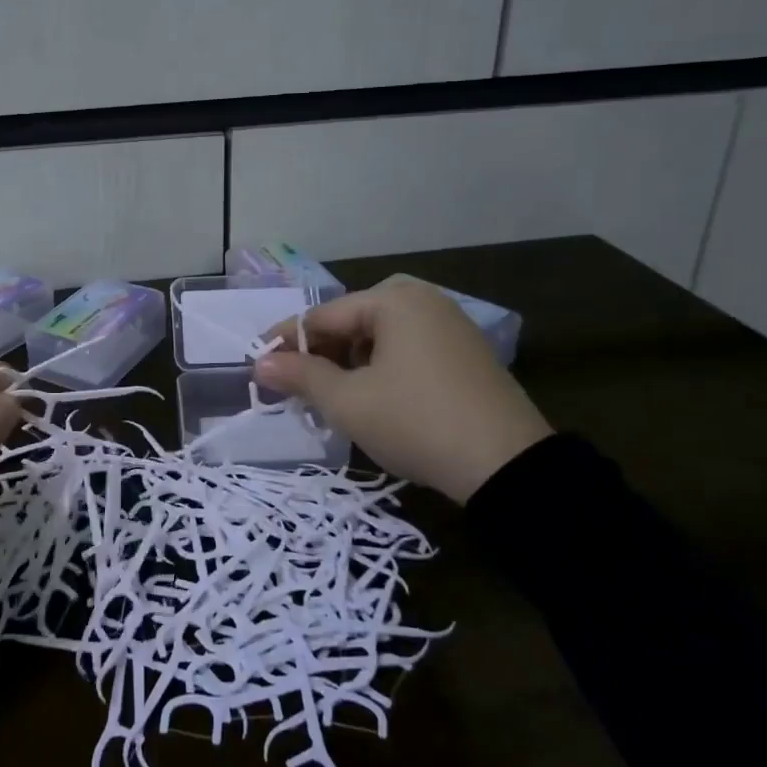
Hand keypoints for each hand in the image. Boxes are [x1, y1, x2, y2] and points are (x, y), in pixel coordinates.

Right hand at [254, 277, 550, 504]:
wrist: (508, 466)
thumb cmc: (415, 422)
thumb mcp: (348, 401)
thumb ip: (300, 376)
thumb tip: (259, 363)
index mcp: (393, 300)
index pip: (321, 316)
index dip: (285, 343)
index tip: (259, 368)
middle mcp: (423, 300)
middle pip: (351, 323)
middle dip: (319, 357)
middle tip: (296, 391)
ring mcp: (449, 325)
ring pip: (379, 339)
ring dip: (348, 366)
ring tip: (332, 401)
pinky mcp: (465, 353)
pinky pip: (407, 351)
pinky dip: (380, 370)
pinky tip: (372, 400)